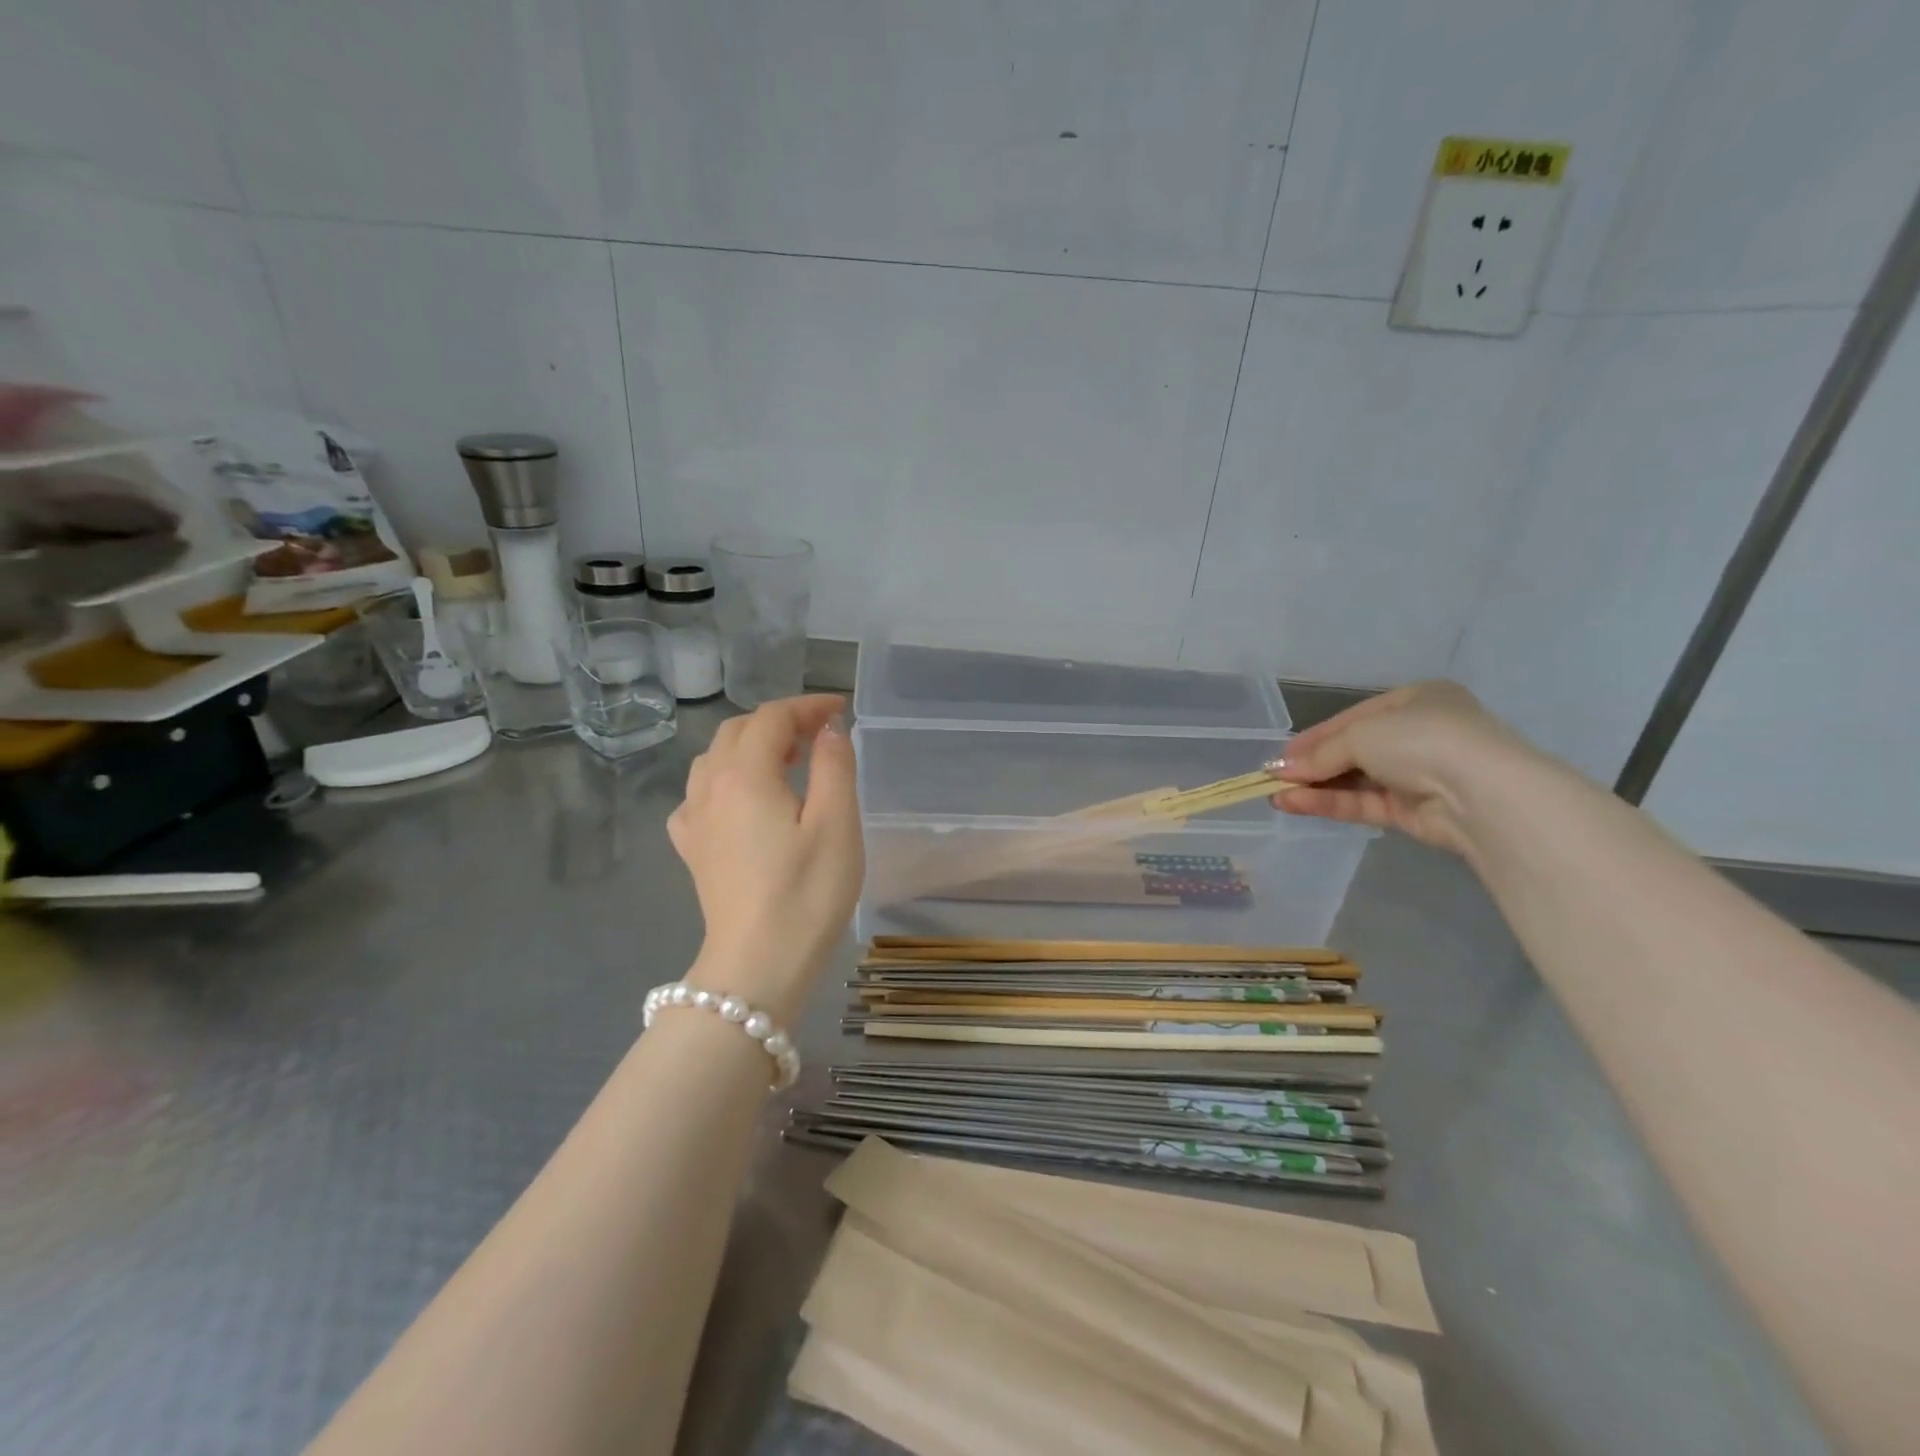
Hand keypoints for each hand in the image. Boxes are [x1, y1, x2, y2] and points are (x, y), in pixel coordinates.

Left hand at [668, 695, 863, 1019]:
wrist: (758, 966)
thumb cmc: (807, 893)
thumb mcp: (836, 824)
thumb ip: (834, 765)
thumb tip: (828, 730)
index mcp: (745, 774)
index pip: (772, 718)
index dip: (807, 706)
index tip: (841, 710)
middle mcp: (709, 787)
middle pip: (738, 732)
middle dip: (780, 722)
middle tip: (820, 734)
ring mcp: (694, 820)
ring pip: (715, 759)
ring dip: (751, 747)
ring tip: (788, 761)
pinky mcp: (692, 849)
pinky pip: (701, 795)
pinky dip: (726, 781)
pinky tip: (744, 801)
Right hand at [1269, 681, 1534, 854]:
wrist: (1483, 794)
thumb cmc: (1422, 740)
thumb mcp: (1361, 735)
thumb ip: (1320, 754)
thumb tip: (1279, 770)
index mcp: (1417, 701)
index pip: (1353, 718)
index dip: (1314, 736)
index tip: (1280, 755)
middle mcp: (1419, 735)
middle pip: (1353, 750)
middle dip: (1312, 765)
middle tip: (1273, 777)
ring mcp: (1418, 775)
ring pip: (1356, 780)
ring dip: (1315, 787)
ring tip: (1275, 795)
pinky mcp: (1414, 812)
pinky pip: (1364, 803)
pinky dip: (1330, 803)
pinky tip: (1296, 805)